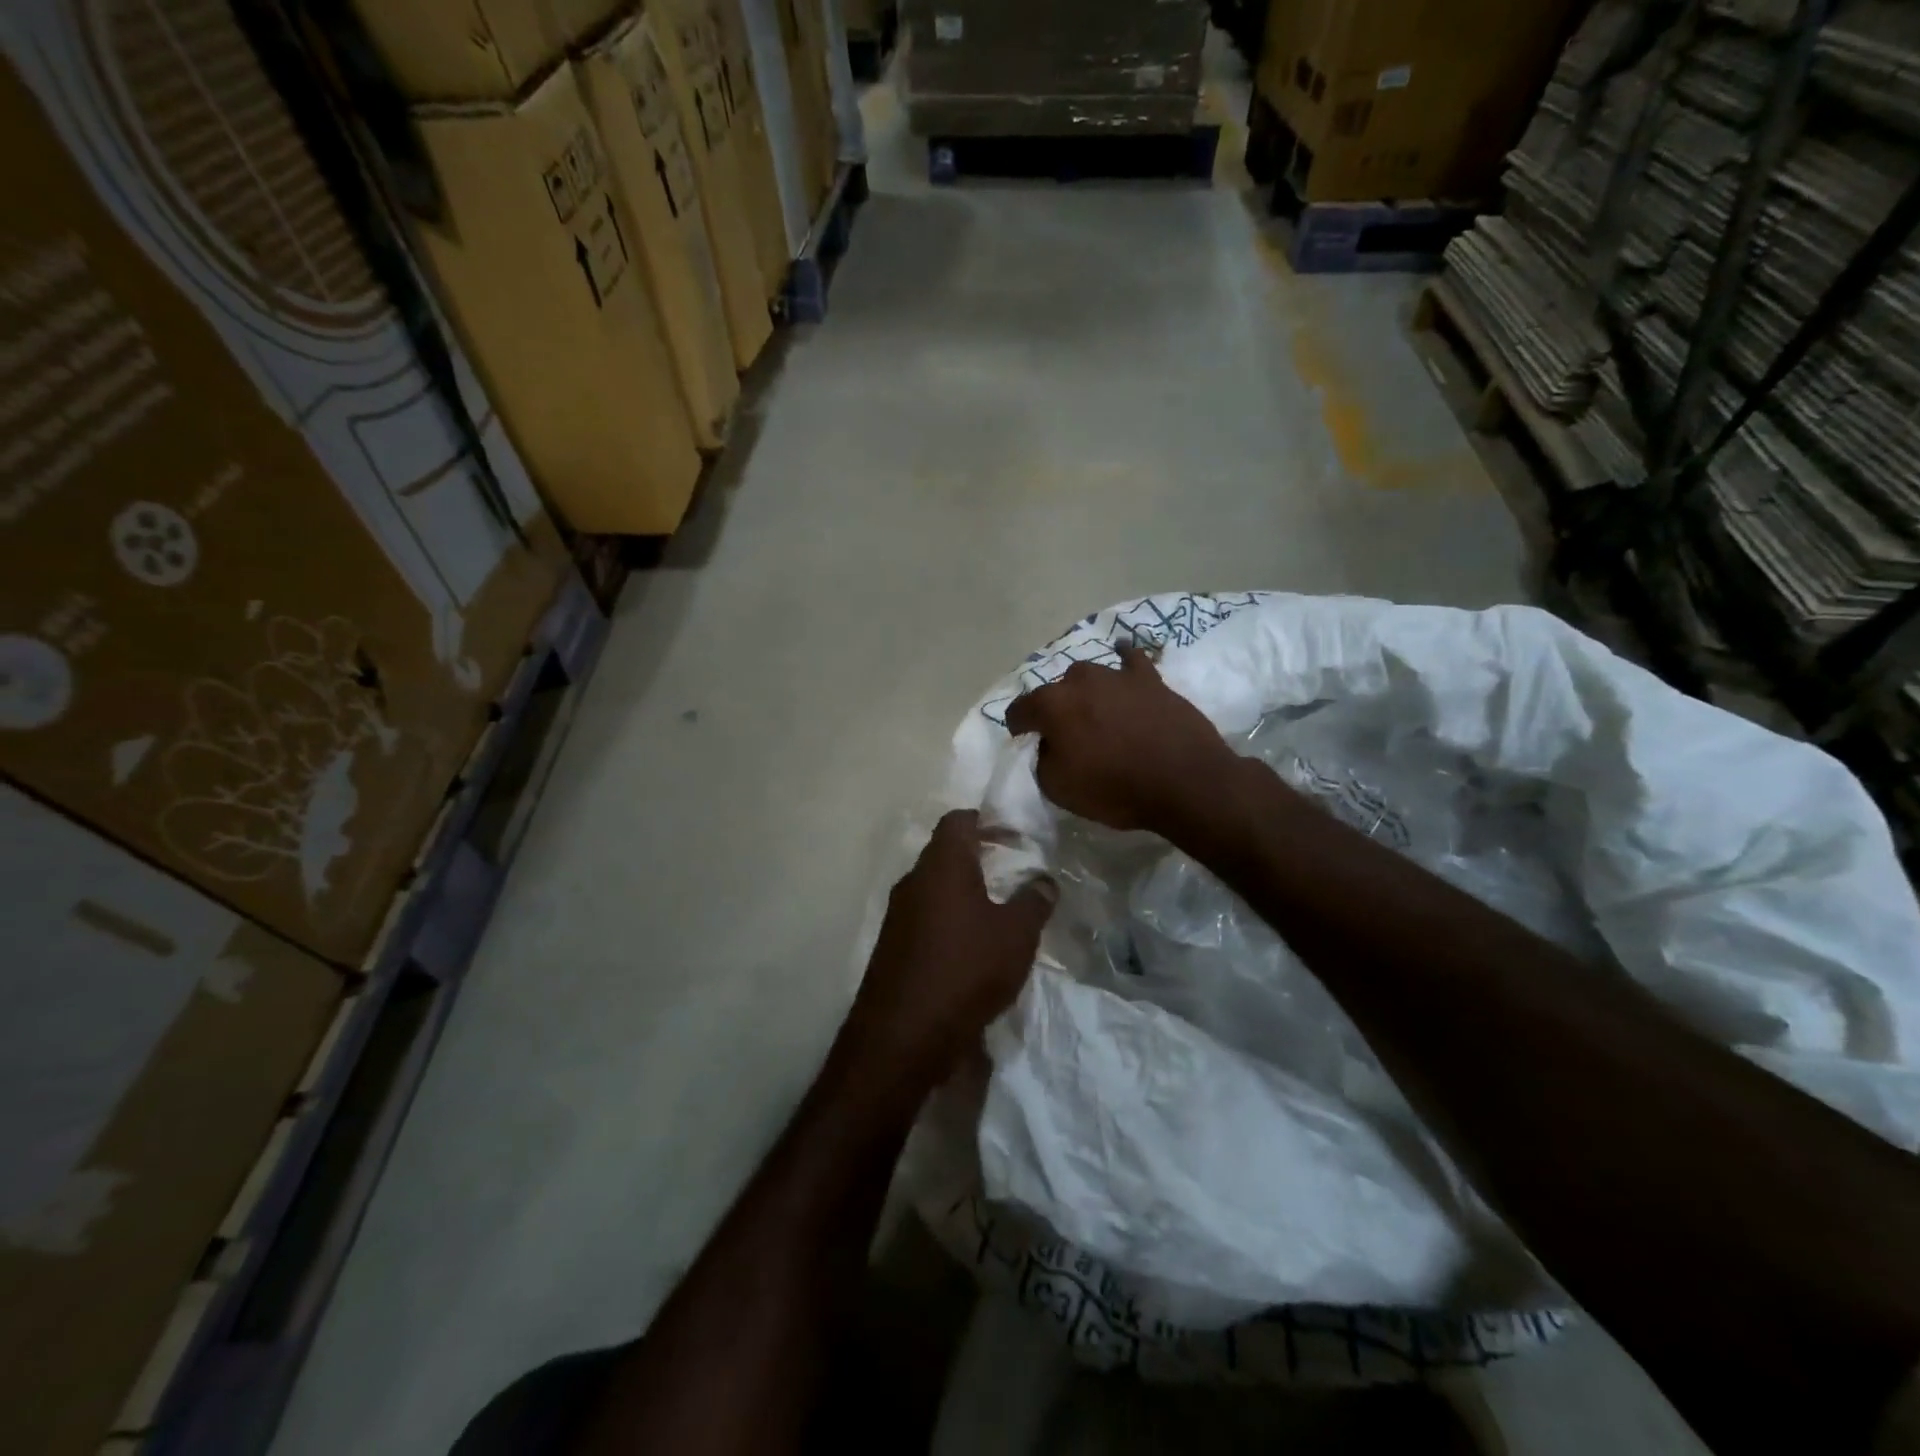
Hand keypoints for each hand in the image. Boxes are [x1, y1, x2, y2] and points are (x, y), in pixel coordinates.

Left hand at [847, 810, 1054, 1084]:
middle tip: (1014, 868)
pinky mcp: (893, 947)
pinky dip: (950, 918)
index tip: (1015, 835)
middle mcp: (913, 881)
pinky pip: (926, 917)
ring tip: (999, 907)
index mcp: (941, 865)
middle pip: (945, 852)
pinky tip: (973, 944)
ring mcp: (898, 915)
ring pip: (935, 887)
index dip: (986, 820)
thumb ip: (1033, 902)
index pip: (958, 821)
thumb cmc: (965, 970)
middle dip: (979, 855)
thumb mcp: (1016, 935)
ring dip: (965, 890)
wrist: (902, 1037)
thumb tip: (1044, 880)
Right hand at [1004, 645, 1240, 835]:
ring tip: (1095, 713)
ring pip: (1089, 676)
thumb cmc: (1115, 788)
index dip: (1018, 728)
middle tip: (1067, 735)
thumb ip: (1042, 760)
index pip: (1020, 710)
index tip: (1025, 742)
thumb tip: (1047, 745)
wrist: (1185, 782)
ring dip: (1086, 693)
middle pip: (1055, 691)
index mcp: (1052, 705)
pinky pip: (1131, 659)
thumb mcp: (1058, 788)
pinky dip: (1123, 659)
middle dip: (1055, 710)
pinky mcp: (1150, 679)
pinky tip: (1122, 656)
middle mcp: (1080, 680)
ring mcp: (1117, 675)